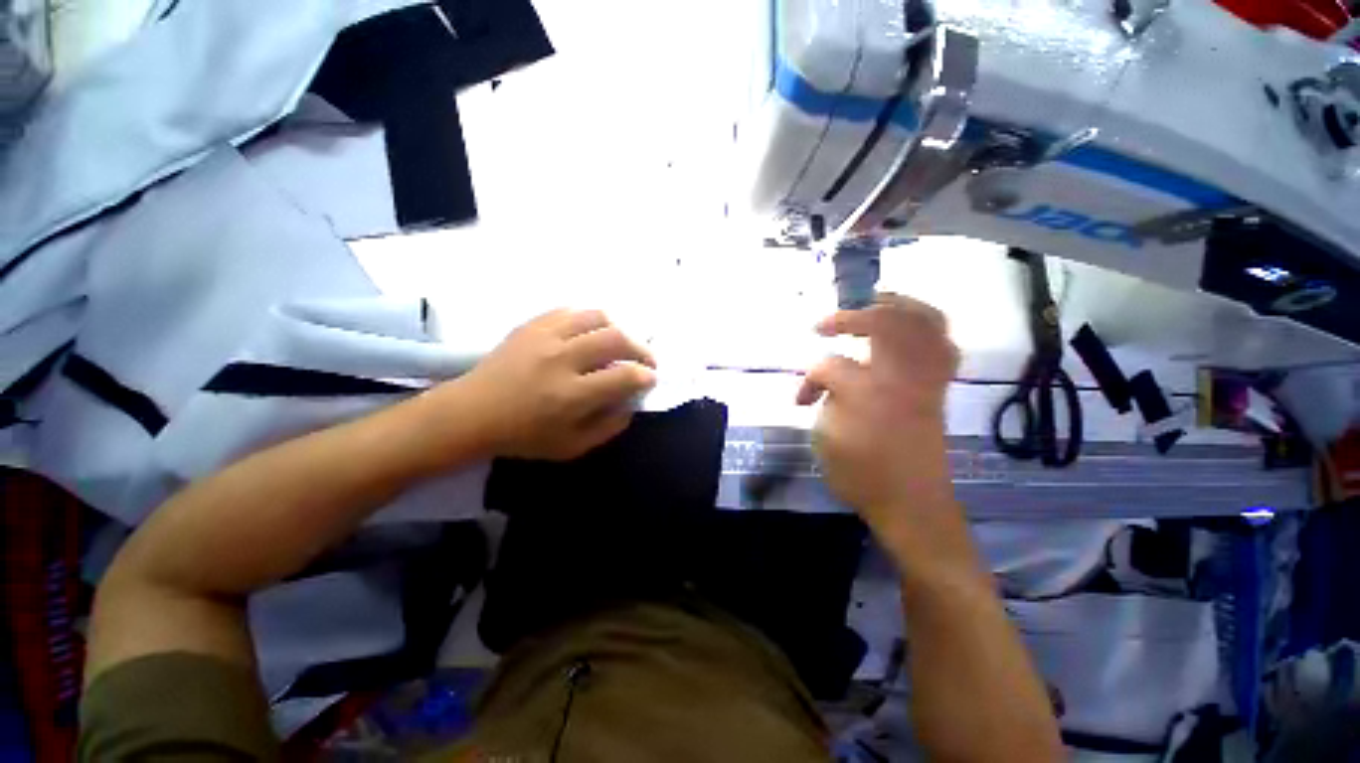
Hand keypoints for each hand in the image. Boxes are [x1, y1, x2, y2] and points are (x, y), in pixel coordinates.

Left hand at [447, 309, 656, 459]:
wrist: (471, 413)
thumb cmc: (523, 435)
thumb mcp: (572, 447)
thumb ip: (609, 427)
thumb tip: (632, 402)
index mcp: (570, 395)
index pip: (624, 377)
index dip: (646, 377)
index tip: (650, 379)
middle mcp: (561, 359)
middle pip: (616, 339)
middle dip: (641, 349)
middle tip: (645, 360)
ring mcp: (545, 336)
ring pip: (597, 317)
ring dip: (619, 329)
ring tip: (621, 344)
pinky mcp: (532, 324)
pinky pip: (572, 311)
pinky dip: (591, 321)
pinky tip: (592, 334)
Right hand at [796, 294, 959, 536]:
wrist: (913, 505)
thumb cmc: (862, 476)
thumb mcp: (825, 440)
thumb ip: (824, 401)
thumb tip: (827, 383)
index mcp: (865, 394)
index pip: (829, 366)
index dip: (809, 378)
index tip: (801, 400)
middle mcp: (899, 378)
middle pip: (884, 323)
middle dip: (850, 317)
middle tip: (827, 324)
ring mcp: (925, 381)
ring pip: (923, 325)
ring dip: (898, 307)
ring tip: (875, 300)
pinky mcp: (938, 389)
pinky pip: (943, 345)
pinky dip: (928, 328)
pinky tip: (910, 326)